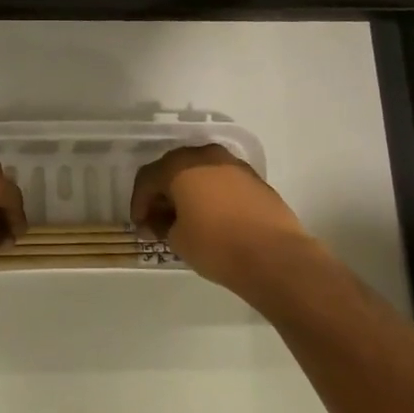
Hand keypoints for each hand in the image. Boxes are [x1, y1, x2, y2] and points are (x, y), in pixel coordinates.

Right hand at [130, 144, 318, 294]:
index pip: (148, 178)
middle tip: (158, 221)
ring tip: (185, 219)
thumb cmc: (216, 245)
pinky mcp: (255, 179)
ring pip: (200, 172)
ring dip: (188, 192)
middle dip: (162, 194)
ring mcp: (234, 165)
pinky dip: (210, 194)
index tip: (140, 226)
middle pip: (173, 169)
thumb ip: (162, 224)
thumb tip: (160, 221)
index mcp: (180, 166)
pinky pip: (222, 181)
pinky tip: (211, 218)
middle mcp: (206, 156)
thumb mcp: (177, 239)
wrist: (274, 256)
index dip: (139, 203)